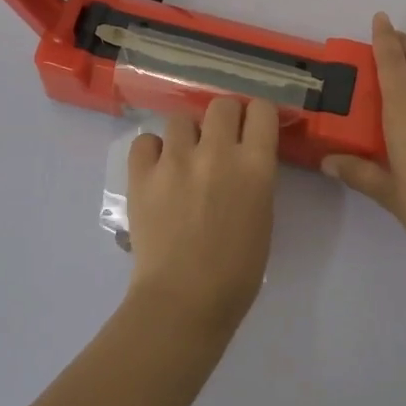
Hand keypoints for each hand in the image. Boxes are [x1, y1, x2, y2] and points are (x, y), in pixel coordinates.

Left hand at [124, 96, 280, 329]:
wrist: (183, 302)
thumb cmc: (236, 272)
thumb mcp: (262, 216)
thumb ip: (254, 177)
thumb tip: (244, 157)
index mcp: (255, 165)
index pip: (261, 109)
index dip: (257, 116)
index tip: (252, 128)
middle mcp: (217, 152)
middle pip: (222, 104)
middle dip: (223, 118)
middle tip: (219, 142)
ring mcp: (175, 160)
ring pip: (181, 118)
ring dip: (186, 136)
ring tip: (183, 160)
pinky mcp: (142, 174)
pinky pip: (145, 141)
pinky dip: (152, 152)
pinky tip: (157, 171)